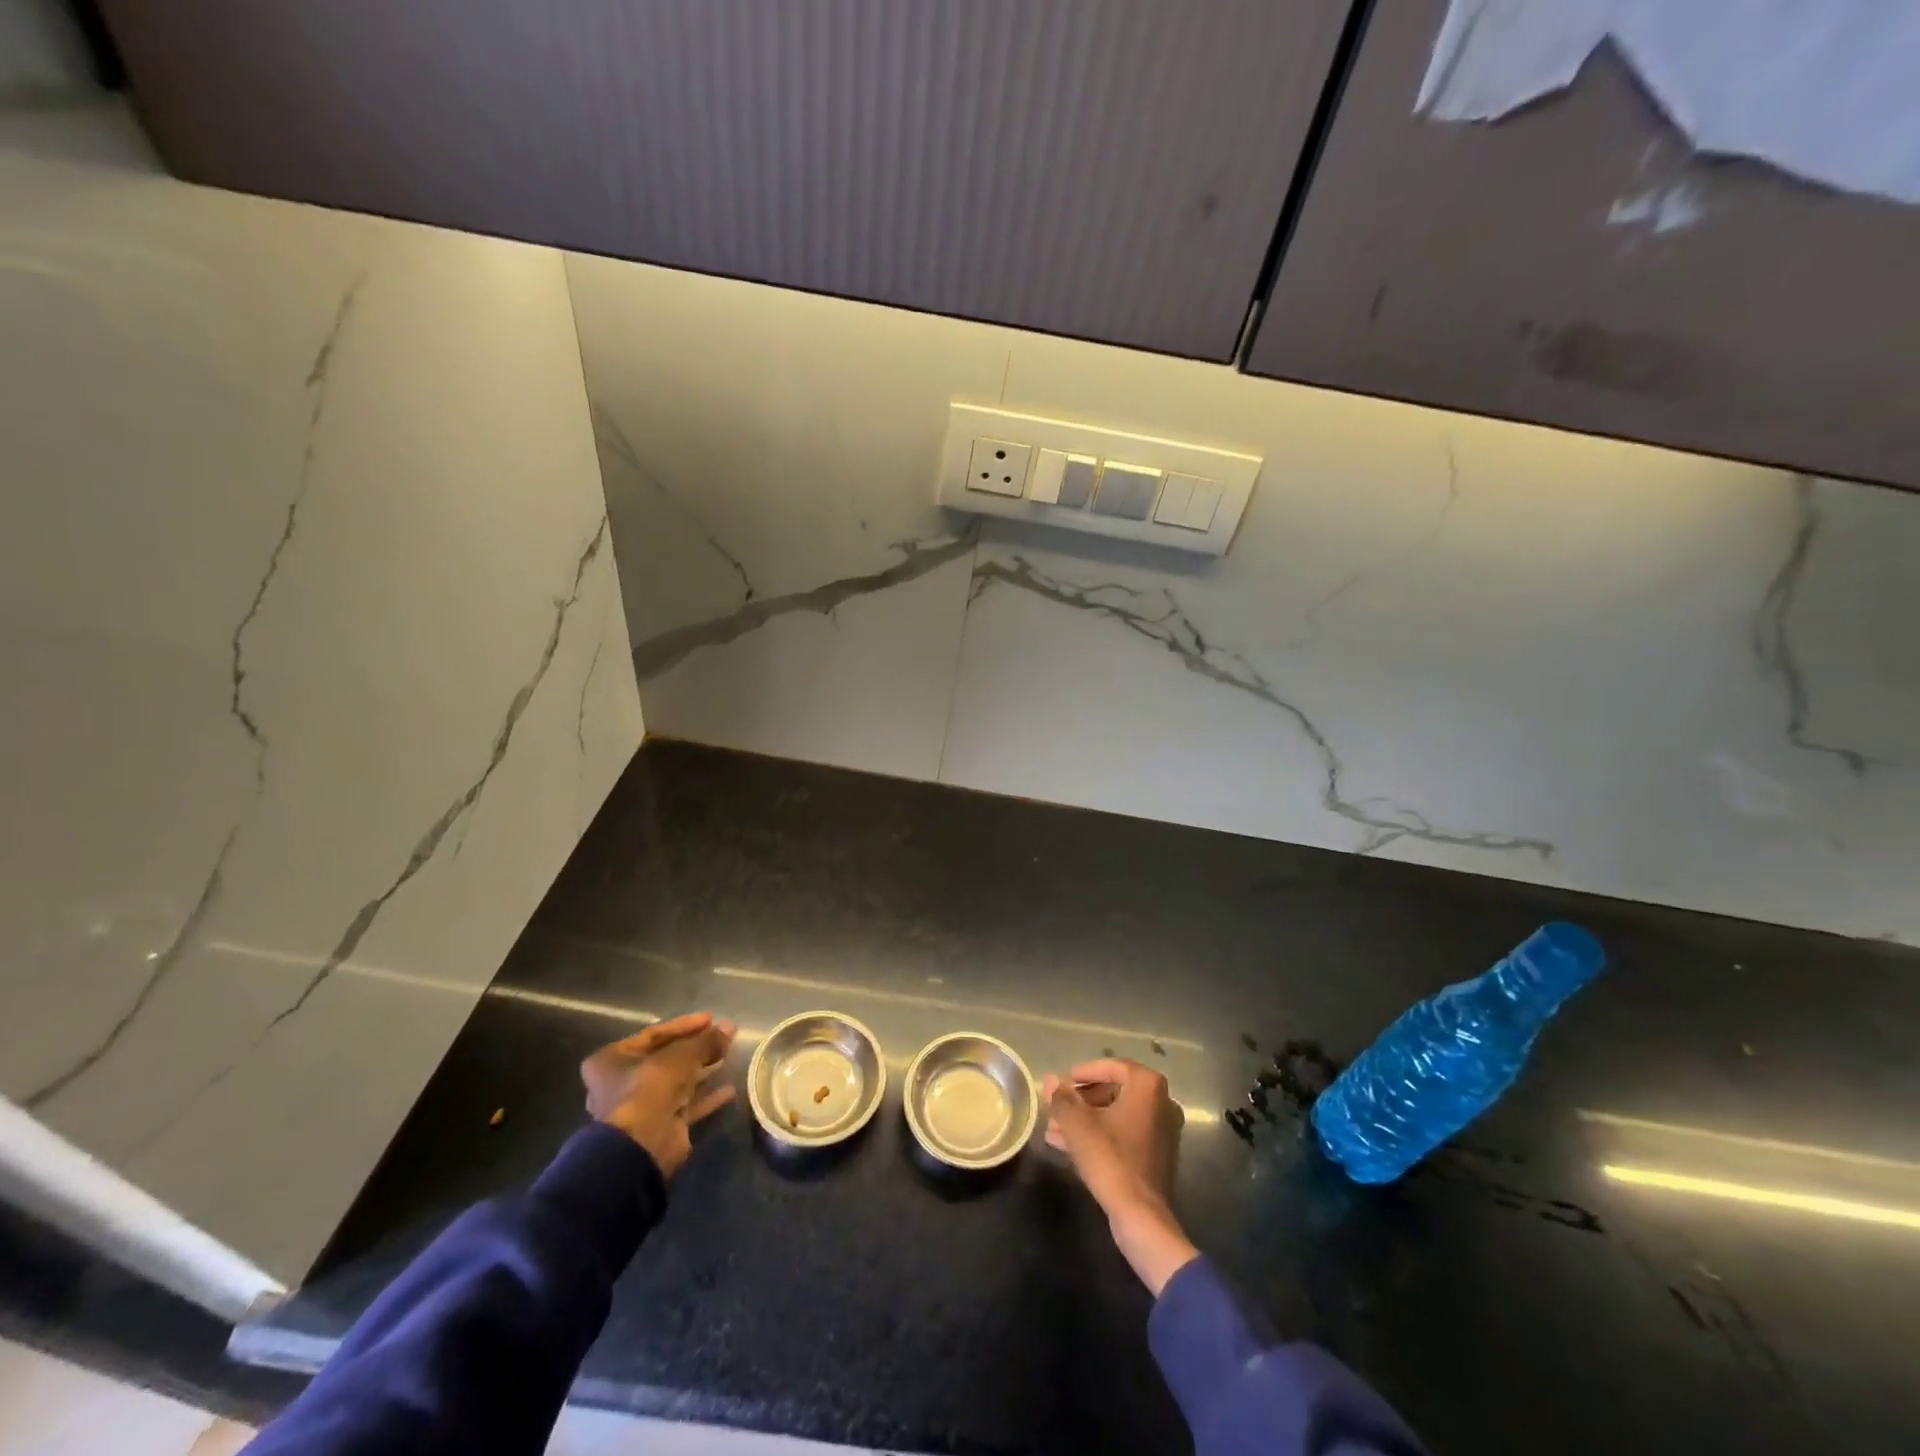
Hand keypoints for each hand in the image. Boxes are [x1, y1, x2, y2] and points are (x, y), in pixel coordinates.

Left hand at [581, 1012, 735, 1177]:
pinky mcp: (660, 1126)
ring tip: (728, 1056)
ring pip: (677, 1082)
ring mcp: (641, 1107)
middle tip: (721, 1037)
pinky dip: (706, 1097)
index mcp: (612, 1060)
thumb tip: (730, 1026)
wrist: (642, 1145)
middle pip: (666, 1058)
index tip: (711, 1019)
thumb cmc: (650, 1087)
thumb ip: (706, 1041)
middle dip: (696, 1048)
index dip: (684, 1025)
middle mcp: (621, 1083)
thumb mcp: (682, 1055)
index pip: (653, 1035)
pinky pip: (686, 1106)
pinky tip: (729, 1090)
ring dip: (703, 1070)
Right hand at [1043, 1059, 1199, 1295]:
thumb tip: (1049, 1079)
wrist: (1140, 1216)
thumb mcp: (1078, 1125)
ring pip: (1116, 1115)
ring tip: (1055, 1129)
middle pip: (1113, 1091)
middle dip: (1082, 1100)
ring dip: (1086, 1119)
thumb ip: (1062, 1098)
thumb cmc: (1110, 1159)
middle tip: (1058, 1107)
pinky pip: (1124, 1134)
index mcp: (1147, 1086)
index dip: (1083, 1073)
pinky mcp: (1157, 1155)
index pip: (1111, 1066)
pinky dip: (1100, 1135)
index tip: (1062, 1083)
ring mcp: (1162, 1130)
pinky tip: (1069, 1146)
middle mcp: (1161, 1102)